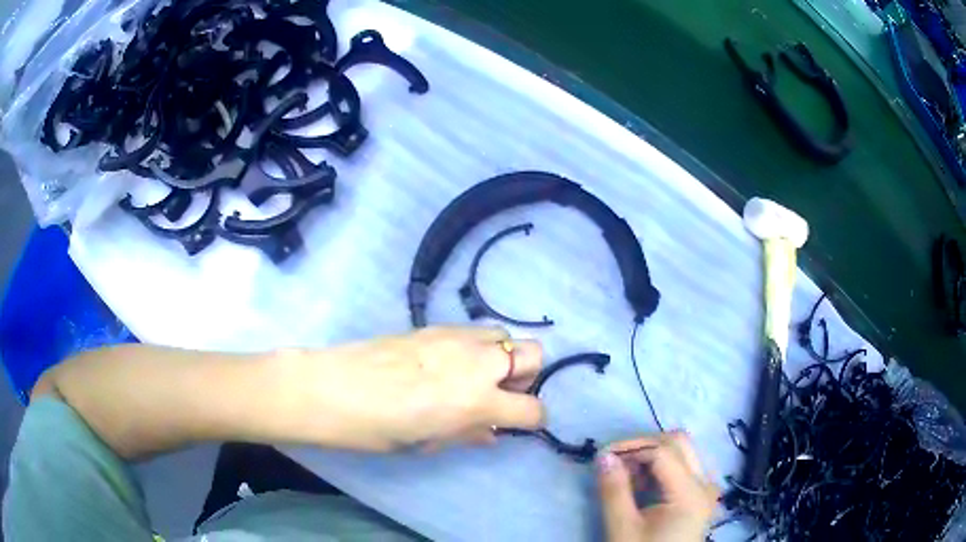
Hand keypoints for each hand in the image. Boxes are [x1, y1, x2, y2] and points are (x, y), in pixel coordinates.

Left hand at [277, 326, 544, 451]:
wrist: (334, 388)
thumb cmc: (378, 429)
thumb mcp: (428, 443)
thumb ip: (468, 434)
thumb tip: (491, 432)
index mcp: (478, 401)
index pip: (532, 408)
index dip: (532, 419)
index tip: (518, 424)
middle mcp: (477, 363)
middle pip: (533, 353)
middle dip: (527, 376)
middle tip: (500, 393)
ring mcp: (456, 338)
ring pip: (504, 335)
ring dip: (501, 357)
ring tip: (474, 376)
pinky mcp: (435, 326)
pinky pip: (473, 331)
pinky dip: (475, 347)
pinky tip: (447, 364)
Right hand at [596, 432, 718, 541]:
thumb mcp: (622, 528)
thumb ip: (614, 490)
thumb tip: (603, 456)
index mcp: (690, 493)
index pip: (662, 451)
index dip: (630, 448)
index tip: (601, 457)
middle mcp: (705, 484)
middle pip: (678, 442)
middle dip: (643, 445)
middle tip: (615, 462)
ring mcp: (706, 489)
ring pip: (683, 451)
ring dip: (653, 454)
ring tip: (626, 476)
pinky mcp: (701, 496)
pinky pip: (685, 466)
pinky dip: (662, 467)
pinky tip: (643, 485)